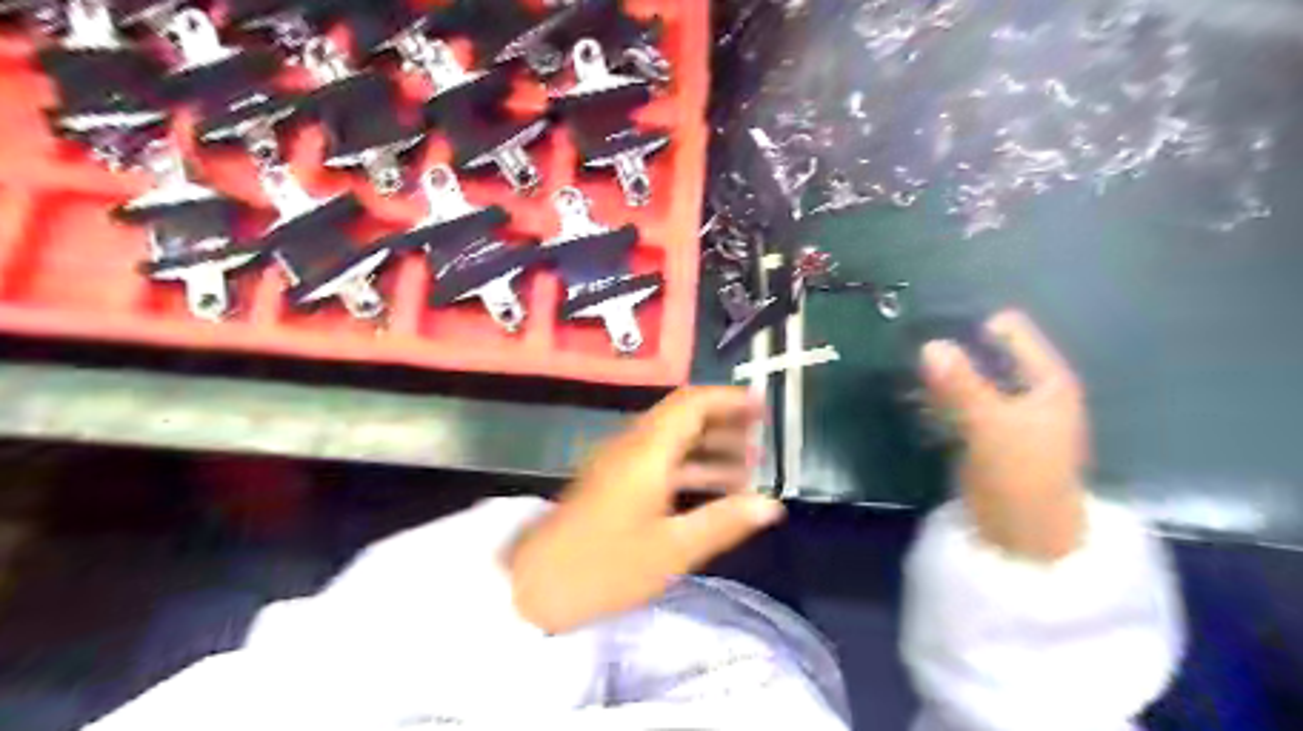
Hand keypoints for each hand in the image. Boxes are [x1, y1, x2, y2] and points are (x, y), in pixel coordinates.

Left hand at [505, 389, 782, 633]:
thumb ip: (724, 521)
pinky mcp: (612, 482)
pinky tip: (711, 490)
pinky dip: (689, 466)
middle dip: (724, 424)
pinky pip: (659, 460)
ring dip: (709, 448)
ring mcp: (619, 463)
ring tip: (748, 468)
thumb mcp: (672, 549)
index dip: (728, 400)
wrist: (534, 585)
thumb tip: (772, 505)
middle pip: (683, 417)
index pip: (692, 404)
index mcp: (647, 451)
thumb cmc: (605, 566)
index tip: (762, 406)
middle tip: (762, 440)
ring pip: (671, 440)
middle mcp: (632, 445)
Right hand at [921, 308, 1090, 559]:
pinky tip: (915, 396)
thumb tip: (929, 343)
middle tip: (911, 346)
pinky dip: (941, 397)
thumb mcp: (990, 425)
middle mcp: (1030, 391)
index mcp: (1047, 381)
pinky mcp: (987, 435)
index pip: (1012, 332)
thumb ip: (961, 385)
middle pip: (989, 355)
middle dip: (953, 350)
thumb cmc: (1022, 474)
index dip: (974, 326)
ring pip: (971, 379)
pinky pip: (961, 404)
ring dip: (942, 375)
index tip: (933, 326)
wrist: (1025, 538)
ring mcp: (1008, 414)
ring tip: (906, 368)